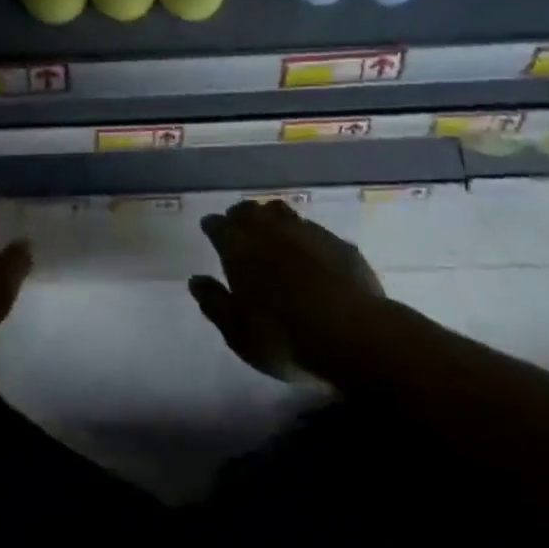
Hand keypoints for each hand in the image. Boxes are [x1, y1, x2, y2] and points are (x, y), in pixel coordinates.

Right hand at [189, 199, 384, 380]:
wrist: (353, 334)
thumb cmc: (283, 336)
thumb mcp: (237, 331)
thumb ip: (213, 302)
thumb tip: (195, 280)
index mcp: (239, 248)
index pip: (219, 225)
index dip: (212, 226)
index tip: (209, 228)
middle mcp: (270, 230)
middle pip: (250, 211)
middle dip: (240, 215)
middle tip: (237, 224)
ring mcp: (307, 232)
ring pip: (282, 212)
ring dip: (271, 217)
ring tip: (270, 228)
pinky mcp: (338, 243)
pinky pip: (313, 229)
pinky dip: (302, 234)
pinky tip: (307, 249)